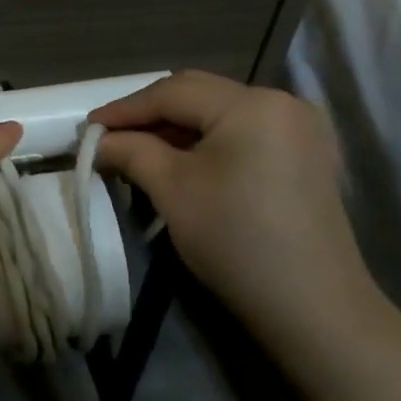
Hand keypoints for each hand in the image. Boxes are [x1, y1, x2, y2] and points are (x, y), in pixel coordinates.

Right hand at [90, 71, 377, 350]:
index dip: (124, 109)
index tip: (87, 128)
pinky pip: (244, 132)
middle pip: (199, 95)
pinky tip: (183, 161)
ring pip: (221, 113)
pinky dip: (208, 141)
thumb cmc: (236, 240)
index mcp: (251, 103)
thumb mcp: (172, 190)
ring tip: (139, 150)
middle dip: (150, 114)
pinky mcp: (306, 155)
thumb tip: (99, 140)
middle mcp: (282, 102)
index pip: (172, 93)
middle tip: (110, 137)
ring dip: (177, 128)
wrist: (313, 307)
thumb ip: (131, 151)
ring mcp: (300, 128)